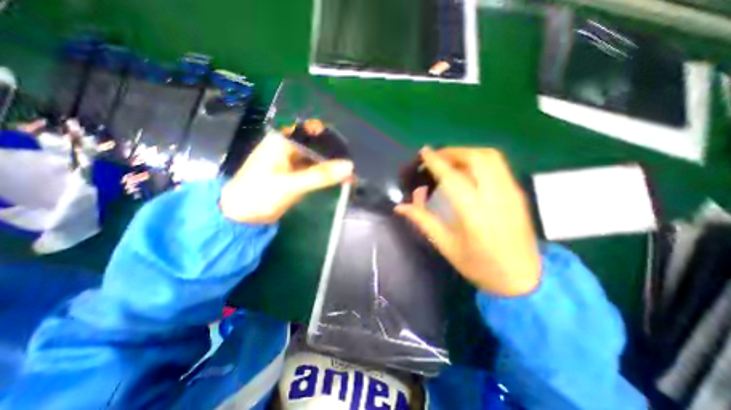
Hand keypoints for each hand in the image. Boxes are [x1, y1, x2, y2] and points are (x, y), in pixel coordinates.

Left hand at [220, 126, 353, 223]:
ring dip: (333, 165)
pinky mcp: (296, 174)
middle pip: (318, 144)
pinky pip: (316, 170)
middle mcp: (290, 147)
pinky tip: (341, 179)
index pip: (313, 130)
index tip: (348, 148)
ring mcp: (294, 161)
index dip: (332, 136)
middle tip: (354, 164)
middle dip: (335, 153)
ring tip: (352, 174)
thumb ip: (320, 175)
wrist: (242, 216)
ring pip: (318, 158)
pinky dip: (327, 174)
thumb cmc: (259, 194)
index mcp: (283, 140)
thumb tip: (349, 166)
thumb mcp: (291, 185)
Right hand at [395, 148, 541, 295]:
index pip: (452, 178)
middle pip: (476, 158)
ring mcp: (511, 192)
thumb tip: (400, 207)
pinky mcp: (518, 193)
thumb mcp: (446, 246)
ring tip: (450, 160)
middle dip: (452, 152)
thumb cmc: (480, 266)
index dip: (436, 162)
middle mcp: (496, 197)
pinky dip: (479, 159)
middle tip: (436, 157)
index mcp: (474, 214)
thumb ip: (423, 221)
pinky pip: (498, 165)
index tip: (423, 152)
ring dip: (467, 152)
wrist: (524, 279)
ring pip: (491, 157)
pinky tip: (468, 170)